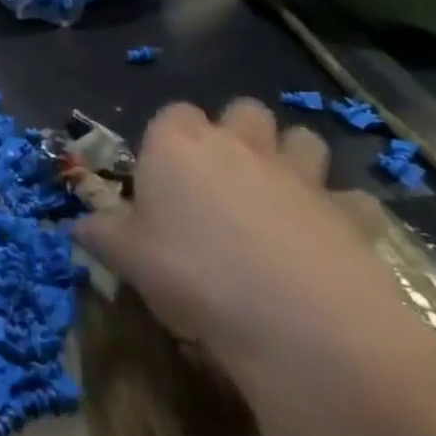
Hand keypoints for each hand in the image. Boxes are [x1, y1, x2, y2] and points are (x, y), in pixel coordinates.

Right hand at [76, 100, 419, 389]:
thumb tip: (83, 225)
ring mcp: (300, 175)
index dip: (167, 138)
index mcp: (178, 145)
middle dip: (236, 132)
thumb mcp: (125, 256)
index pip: (172, 112)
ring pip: (303, 139)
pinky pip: (350, 199)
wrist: (299, 324)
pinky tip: (325, 240)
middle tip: (220, 179)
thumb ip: (101, 232)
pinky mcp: (352, 214)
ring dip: (291, 157)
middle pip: (243, 111)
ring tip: (275, 197)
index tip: (161, 175)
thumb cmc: (193, 274)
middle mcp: (239, 145)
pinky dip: (340, 212)